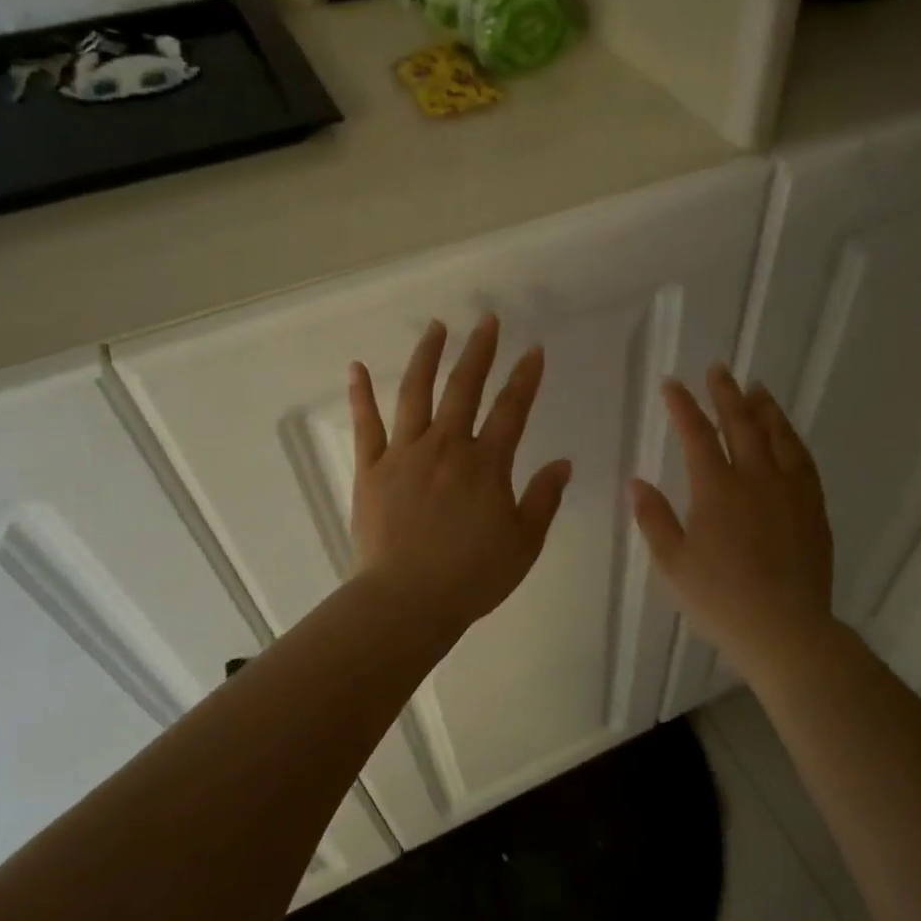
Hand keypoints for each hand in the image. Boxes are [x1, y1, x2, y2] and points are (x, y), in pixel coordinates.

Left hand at [349, 314, 572, 632]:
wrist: (407, 601)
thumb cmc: (472, 576)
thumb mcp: (523, 543)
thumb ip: (543, 499)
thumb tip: (562, 463)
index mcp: (486, 465)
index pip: (512, 410)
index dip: (525, 378)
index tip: (534, 350)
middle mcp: (446, 447)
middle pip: (464, 389)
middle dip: (479, 351)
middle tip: (487, 320)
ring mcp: (404, 454)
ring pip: (416, 394)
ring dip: (427, 357)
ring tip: (436, 327)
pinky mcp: (371, 470)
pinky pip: (366, 425)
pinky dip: (361, 395)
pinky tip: (358, 367)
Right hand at [631, 364, 834, 674]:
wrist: (784, 629)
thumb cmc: (719, 599)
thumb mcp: (672, 563)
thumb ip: (653, 518)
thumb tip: (636, 482)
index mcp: (717, 489)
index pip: (697, 435)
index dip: (683, 406)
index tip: (672, 384)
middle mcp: (756, 479)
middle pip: (742, 423)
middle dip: (726, 393)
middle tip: (718, 369)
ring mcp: (790, 491)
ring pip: (779, 436)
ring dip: (765, 408)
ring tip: (756, 388)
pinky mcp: (813, 508)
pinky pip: (804, 460)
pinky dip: (792, 439)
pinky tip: (788, 435)